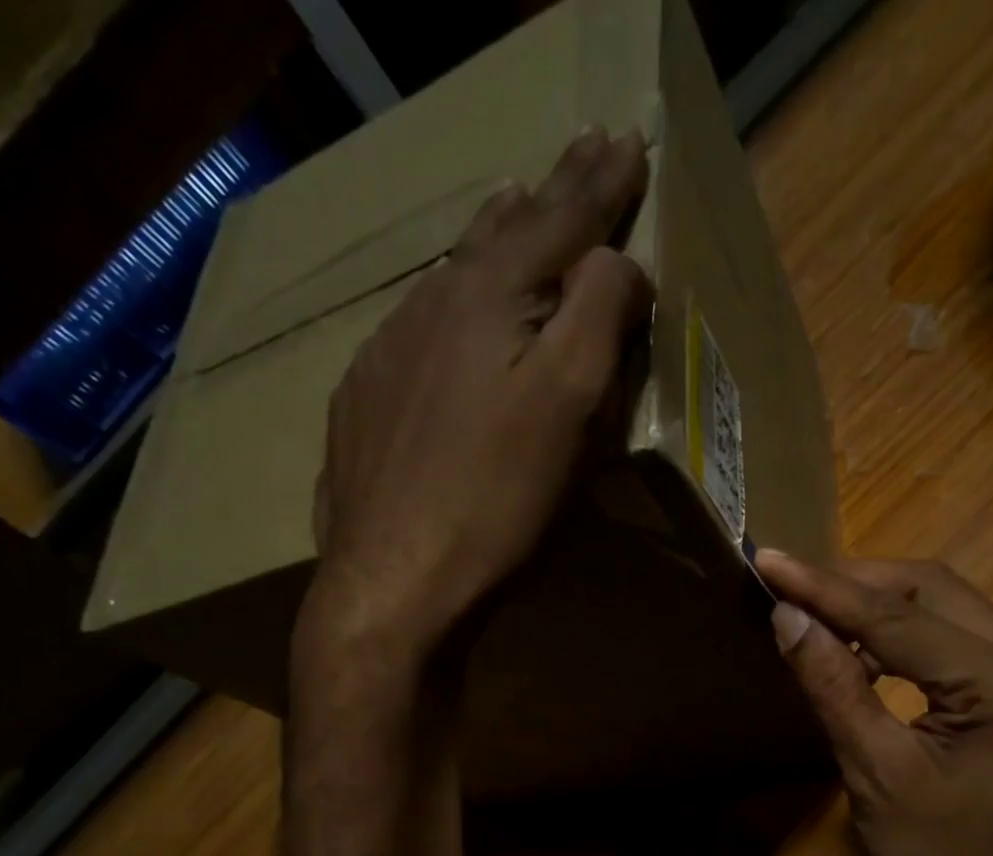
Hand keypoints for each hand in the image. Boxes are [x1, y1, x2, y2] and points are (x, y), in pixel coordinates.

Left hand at [299, 127, 652, 671]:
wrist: (392, 580)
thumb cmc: (495, 500)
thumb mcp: (569, 406)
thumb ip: (598, 315)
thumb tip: (615, 262)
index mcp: (489, 298)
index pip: (560, 219)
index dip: (601, 182)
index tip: (627, 138)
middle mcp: (431, 306)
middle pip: (500, 233)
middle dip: (549, 192)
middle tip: (579, 152)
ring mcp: (386, 352)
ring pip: (452, 276)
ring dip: (492, 239)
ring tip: (513, 206)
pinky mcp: (364, 401)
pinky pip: (416, 330)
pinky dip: (449, 306)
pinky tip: (449, 317)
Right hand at [756, 551, 992, 855]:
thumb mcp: (876, 775)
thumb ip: (834, 688)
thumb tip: (789, 618)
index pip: (897, 617)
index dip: (824, 588)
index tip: (767, 560)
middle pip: (931, 589)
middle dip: (854, 582)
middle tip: (789, 585)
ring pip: (944, 607)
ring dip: (877, 604)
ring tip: (813, 612)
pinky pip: (951, 640)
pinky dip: (900, 635)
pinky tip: (857, 651)